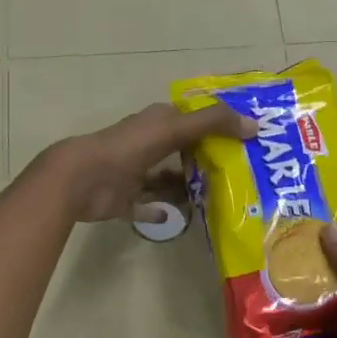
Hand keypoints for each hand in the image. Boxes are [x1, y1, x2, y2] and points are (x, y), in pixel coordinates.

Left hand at [42, 102, 252, 224]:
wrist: (81, 179)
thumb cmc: (128, 148)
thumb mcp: (174, 129)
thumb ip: (213, 123)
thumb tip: (255, 124)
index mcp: (156, 123)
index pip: (191, 120)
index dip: (215, 127)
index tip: (244, 140)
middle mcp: (146, 144)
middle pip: (181, 151)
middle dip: (205, 160)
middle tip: (239, 175)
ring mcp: (134, 172)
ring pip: (166, 179)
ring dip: (185, 187)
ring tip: (219, 199)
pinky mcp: (124, 199)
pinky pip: (147, 206)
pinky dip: (160, 211)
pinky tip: (180, 217)